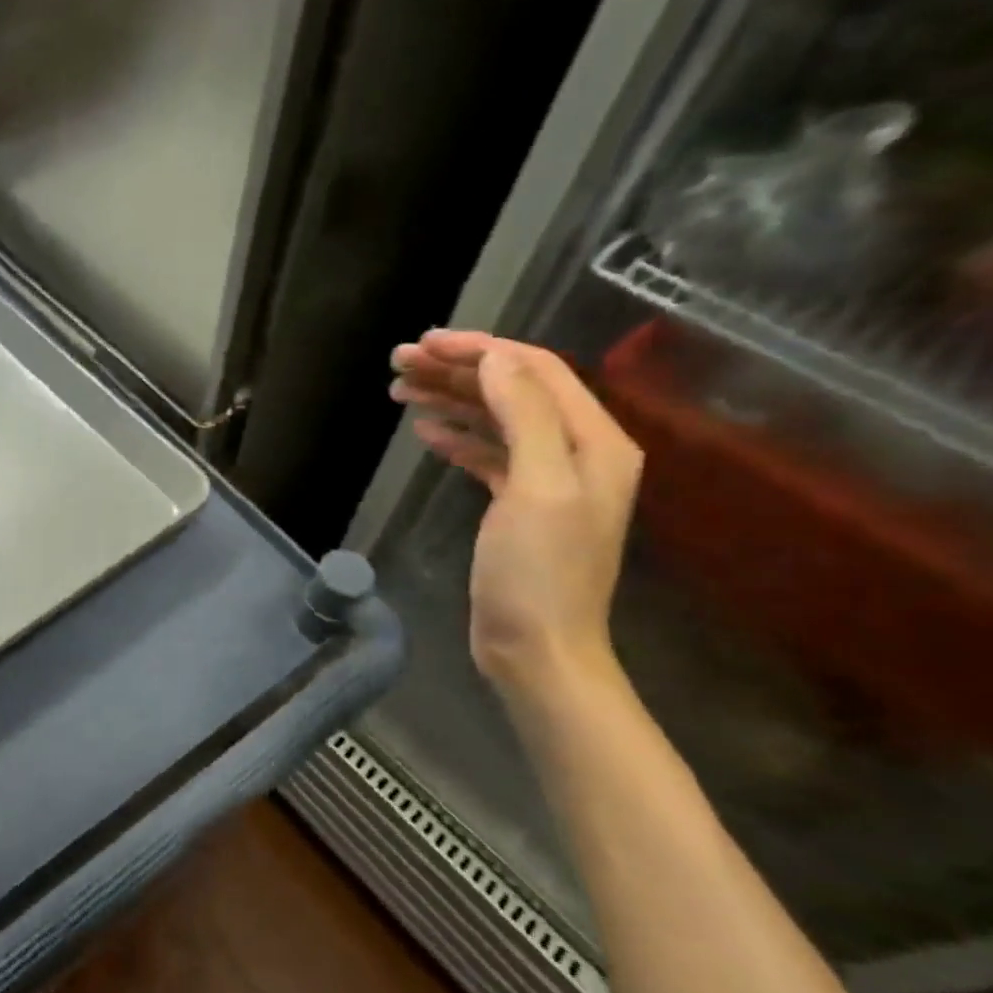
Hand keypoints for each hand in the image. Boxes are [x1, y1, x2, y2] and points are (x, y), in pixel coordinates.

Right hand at [390, 331, 641, 701]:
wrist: (536, 649)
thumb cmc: (538, 572)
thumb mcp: (537, 487)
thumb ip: (525, 414)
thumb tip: (495, 358)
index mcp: (594, 440)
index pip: (535, 370)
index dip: (480, 349)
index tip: (425, 343)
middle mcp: (576, 450)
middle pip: (513, 390)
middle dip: (457, 370)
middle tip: (399, 362)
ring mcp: (547, 477)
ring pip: (495, 418)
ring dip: (450, 399)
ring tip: (398, 389)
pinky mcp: (519, 503)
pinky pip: (487, 452)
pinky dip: (456, 436)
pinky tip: (424, 432)